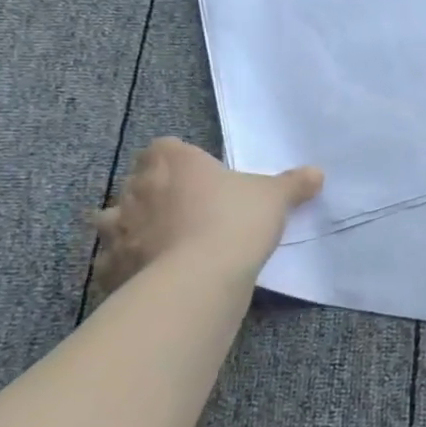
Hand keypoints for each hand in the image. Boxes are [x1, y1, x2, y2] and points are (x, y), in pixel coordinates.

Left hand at [92, 138, 321, 298]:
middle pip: (138, 182)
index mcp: (172, 159)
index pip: (165, 147)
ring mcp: (117, 229)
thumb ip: (293, 183)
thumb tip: (317, 173)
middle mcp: (135, 188)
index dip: (180, 161)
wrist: (199, 278)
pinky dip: (124, 267)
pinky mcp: (109, 268)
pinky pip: (112, 263)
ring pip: (114, 221)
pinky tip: (148, 276)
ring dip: (130, 229)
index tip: (201, 178)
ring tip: (160, 244)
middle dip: (155, 195)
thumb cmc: (235, 220)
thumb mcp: (275, 197)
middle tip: (187, 213)